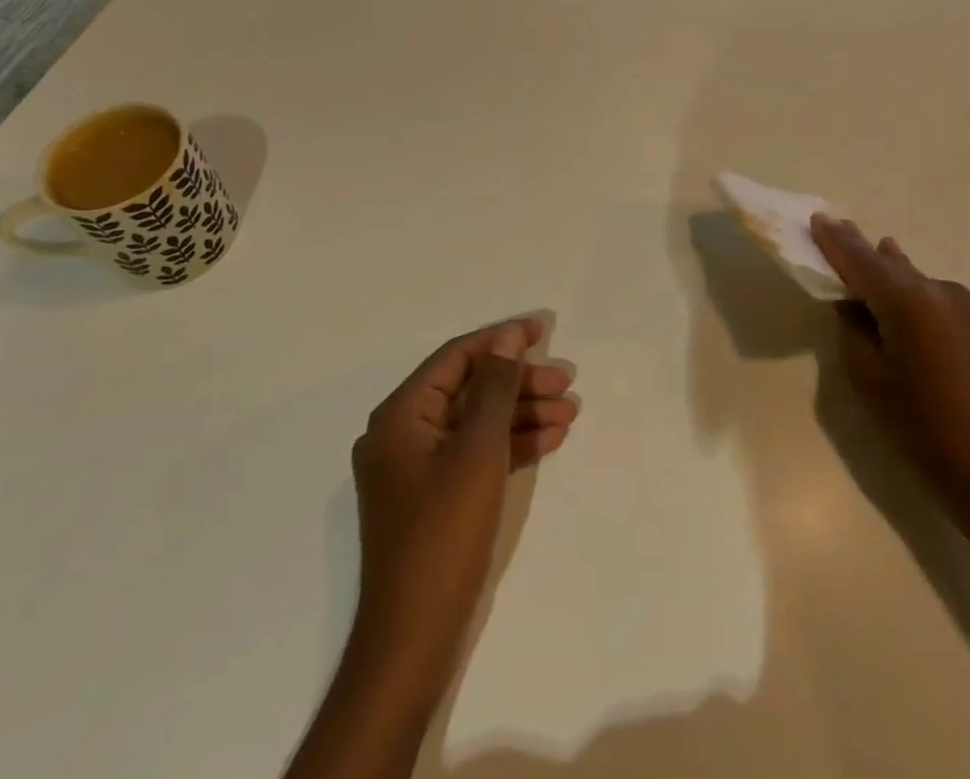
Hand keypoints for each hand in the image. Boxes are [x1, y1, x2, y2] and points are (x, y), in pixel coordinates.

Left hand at [350, 316, 578, 671]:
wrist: (413, 639)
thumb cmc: (443, 533)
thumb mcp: (477, 451)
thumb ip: (495, 388)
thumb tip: (508, 337)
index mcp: (400, 415)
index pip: (457, 358)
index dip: (501, 340)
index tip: (544, 331)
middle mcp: (403, 433)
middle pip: (470, 388)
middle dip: (520, 383)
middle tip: (567, 383)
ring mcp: (418, 467)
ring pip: (477, 421)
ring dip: (522, 414)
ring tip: (570, 413)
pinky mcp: (435, 496)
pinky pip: (475, 453)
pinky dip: (510, 444)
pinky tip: (549, 441)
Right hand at [811, 216, 969, 527]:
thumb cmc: (917, 424)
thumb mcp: (867, 375)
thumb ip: (853, 327)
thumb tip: (853, 302)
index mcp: (907, 300)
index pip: (860, 260)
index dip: (835, 241)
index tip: (816, 218)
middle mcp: (935, 289)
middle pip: (885, 261)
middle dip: (857, 247)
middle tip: (832, 224)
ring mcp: (958, 301)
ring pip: (908, 273)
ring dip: (882, 265)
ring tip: (860, 248)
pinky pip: (925, 289)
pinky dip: (903, 284)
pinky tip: (892, 281)